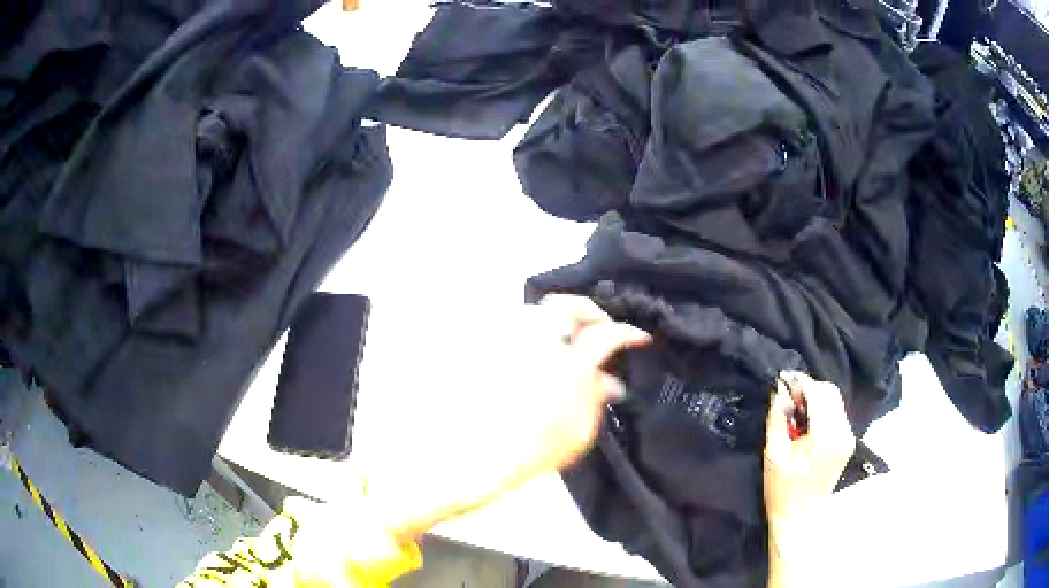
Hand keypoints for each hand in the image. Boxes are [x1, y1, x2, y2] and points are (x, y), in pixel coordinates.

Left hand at [367, 294, 649, 539]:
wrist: (478, 457)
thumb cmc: (534, 451)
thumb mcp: (580, 433)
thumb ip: (596, 399)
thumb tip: (609, 381)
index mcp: (568, 366)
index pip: (606, 336)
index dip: (627, 334)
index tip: (639, 338)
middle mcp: (538, 344)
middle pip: (568, 306)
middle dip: (591, 312)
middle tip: (601, 327)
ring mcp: (510, 344)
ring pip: (538, 312)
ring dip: (561, 318)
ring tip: (570, 337)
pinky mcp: (488, 350)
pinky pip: (513, 327)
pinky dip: (533, 331)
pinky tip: (539, 351)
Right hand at [763, 372, 855, 528]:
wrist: (799, 517)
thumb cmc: (782, 489)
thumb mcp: (773, 453)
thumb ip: (777, 418)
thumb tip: (779, 390)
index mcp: (826, 433)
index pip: (818, 391)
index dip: (800, 382)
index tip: (782, 381)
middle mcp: (843, 430)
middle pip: (830, 392)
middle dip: (808, 389)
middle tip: (786, 399)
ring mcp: (847, 436)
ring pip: (834, 400)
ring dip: (815, 399)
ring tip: (794, 413)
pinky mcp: (846, 442)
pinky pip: (836, 413)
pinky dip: (821, 410)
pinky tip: (805, 424)